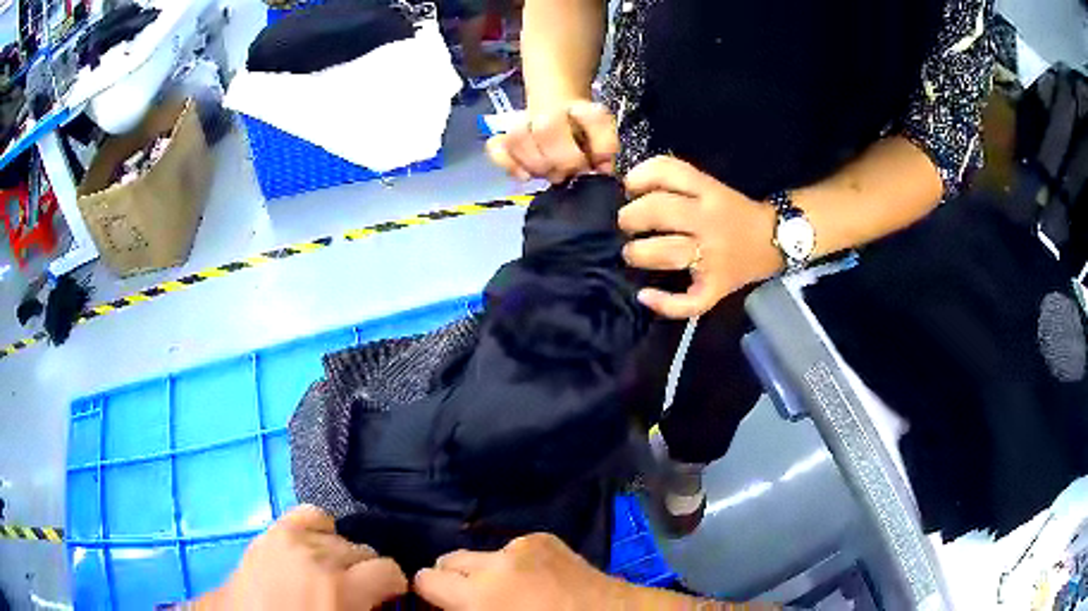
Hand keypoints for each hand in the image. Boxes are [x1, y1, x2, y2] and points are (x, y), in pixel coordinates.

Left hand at [197, 505, 407, 609]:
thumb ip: (364, 605)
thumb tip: (383, 599)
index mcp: (340, 588)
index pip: (389, 570)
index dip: (392, 586)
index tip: (385, 598)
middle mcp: (318, 556)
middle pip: (363, 549)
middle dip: (364, 571)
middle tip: (354, 593)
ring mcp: (291, 538)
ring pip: (338, 534)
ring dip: (340, 553)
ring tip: (332, 573)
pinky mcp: (272, 530)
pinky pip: (309, 514)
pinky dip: (319, 528)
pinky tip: (315, 545)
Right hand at [413, 533, 617, 610]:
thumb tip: (447, 605)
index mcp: (480, 593)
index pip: (426, 579)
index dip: (430, 592)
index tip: (441, 603)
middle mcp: (495, 561)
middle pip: (449, 560)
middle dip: (455, 579)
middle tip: (474, 599)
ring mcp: (522, 544)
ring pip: (482, 554)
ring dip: (487, 570)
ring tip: (511, 590)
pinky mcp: (544, 537)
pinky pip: (512, 549)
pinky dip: (514, 563)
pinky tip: (536, 579)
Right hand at [486, 101, 618, 182]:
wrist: (558, 113)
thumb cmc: (583, 137)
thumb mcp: (602, 143)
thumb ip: (605, 152)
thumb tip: (602, 169)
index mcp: (581, 109)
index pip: (594, 119)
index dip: (600, 146)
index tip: (596, 165)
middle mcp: (551, 111)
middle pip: (547, 128)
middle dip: (561, 159)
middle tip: (567, 174)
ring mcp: (523, 122)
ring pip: (518, 135)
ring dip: (534, 163)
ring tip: (547, 174)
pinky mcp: (504, 138)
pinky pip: (496, 147)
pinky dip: (508, 164)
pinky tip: (524, 176)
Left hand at [620, 156, 782, 318]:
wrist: (774, 240)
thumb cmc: (735, 213)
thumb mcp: (711, 186)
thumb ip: (677, 184)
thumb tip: (630, 190)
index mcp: (709, 192)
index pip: (669, 172)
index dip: (640, 177)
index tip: (630, 188)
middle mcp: (710, 221)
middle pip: (661, 211)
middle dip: (631, 217)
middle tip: (626, 224)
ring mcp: (713, 257)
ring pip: (669, 252)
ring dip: (640, 253)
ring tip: (632, 253)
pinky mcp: (716, 287)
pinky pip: (690, 301)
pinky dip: (665, 303)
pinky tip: (646, 296)